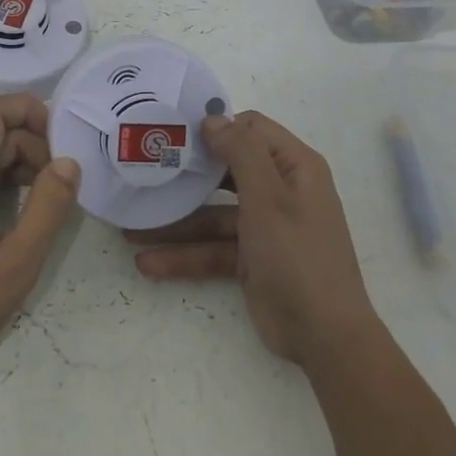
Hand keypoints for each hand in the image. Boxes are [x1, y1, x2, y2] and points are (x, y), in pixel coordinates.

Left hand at [0, 94, 80, 394]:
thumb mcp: (16, 263)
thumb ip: (47, 207)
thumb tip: (69, 161)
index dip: (29, 109)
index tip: (63, 141)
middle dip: (35, 147)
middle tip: (64, 188)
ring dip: (21, 170)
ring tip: (47, 210)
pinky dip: (3, 189)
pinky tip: (18, 227)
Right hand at [129, 111, 377, 367]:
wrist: (325, 337)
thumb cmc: (298, 254)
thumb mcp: (268, 197)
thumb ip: (241, 151)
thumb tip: (213, 118)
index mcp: (294, 167)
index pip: (251, 130)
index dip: (217, 128)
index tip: (176, 135)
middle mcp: (281, 190)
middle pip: (226, 171)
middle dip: (186, 176)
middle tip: (145, 172)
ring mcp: (265, 227)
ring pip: (214, 215)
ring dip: (176, 222)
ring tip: (130, 230)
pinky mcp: (252, 260)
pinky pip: (214, 249)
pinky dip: (185, 256)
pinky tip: (148, 263)